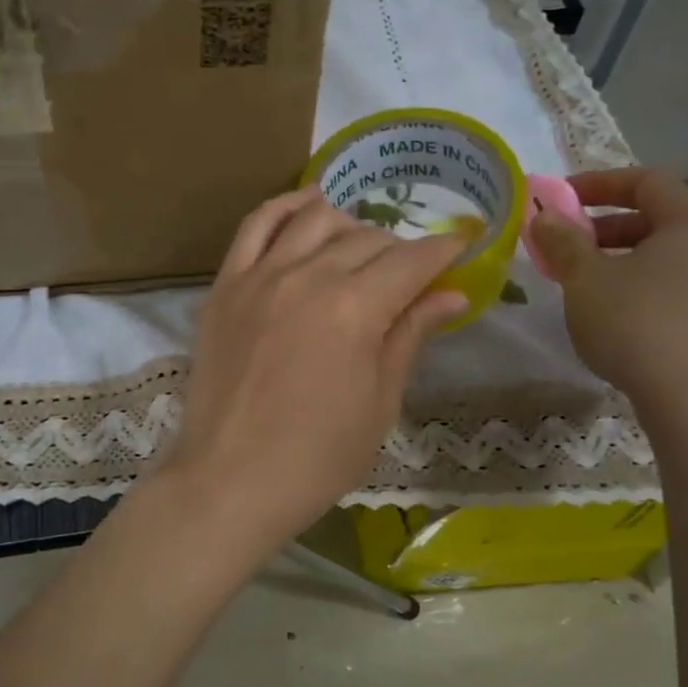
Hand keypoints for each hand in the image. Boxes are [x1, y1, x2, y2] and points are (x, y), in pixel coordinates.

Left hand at [162, 187, 467, 553]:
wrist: (230, 480)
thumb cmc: (317, 457)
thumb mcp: (379, 403)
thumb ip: (410, 336)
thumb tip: (451, 294)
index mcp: (355, 309)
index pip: (411, 261)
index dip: (443, 251)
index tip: (461, 248)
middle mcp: (308, 277)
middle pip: (366, 239)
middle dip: (400, 250)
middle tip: (410, 275)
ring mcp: (260, 276)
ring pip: (314, 220)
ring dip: (349, 225)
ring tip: (361, 247)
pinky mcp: (225, 285)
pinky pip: (255, 225)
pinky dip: (285, 207)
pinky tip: (307, 206)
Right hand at [530, 168, 687, 415]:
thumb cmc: (639, 327)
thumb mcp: (586, 280)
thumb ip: (563, 242)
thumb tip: (544, 216)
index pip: (646, 181)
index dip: (598, 184)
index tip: (559, 199)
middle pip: (660, 219)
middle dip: (606, 228)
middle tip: (567, 247)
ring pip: (672, 258)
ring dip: (625, 261)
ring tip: (587, 286)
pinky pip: (684, 289)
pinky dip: (648, 289)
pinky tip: (620, 319)